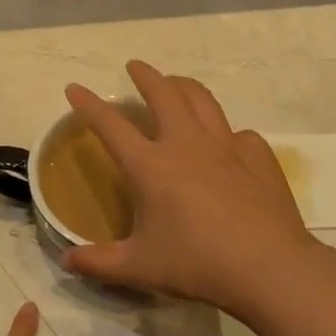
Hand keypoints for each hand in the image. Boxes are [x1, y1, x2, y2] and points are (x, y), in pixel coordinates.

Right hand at [61, 61, 321, 316]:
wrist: (269, 268)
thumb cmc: (197, 264)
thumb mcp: (139, 268)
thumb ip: (98, 263)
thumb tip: (67, 260)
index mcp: (151, 166)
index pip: (111, 125)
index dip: (89, 105)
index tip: (75, 88)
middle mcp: (186, 144)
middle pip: (164, 94)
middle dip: (146, 76)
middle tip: (136, 67)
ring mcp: (226, 147)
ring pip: (202, 100)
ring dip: (184, 87)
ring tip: (176, 85)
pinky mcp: (258, 158)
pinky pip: (240, 134)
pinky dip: (227, 133)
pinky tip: (228, 144)